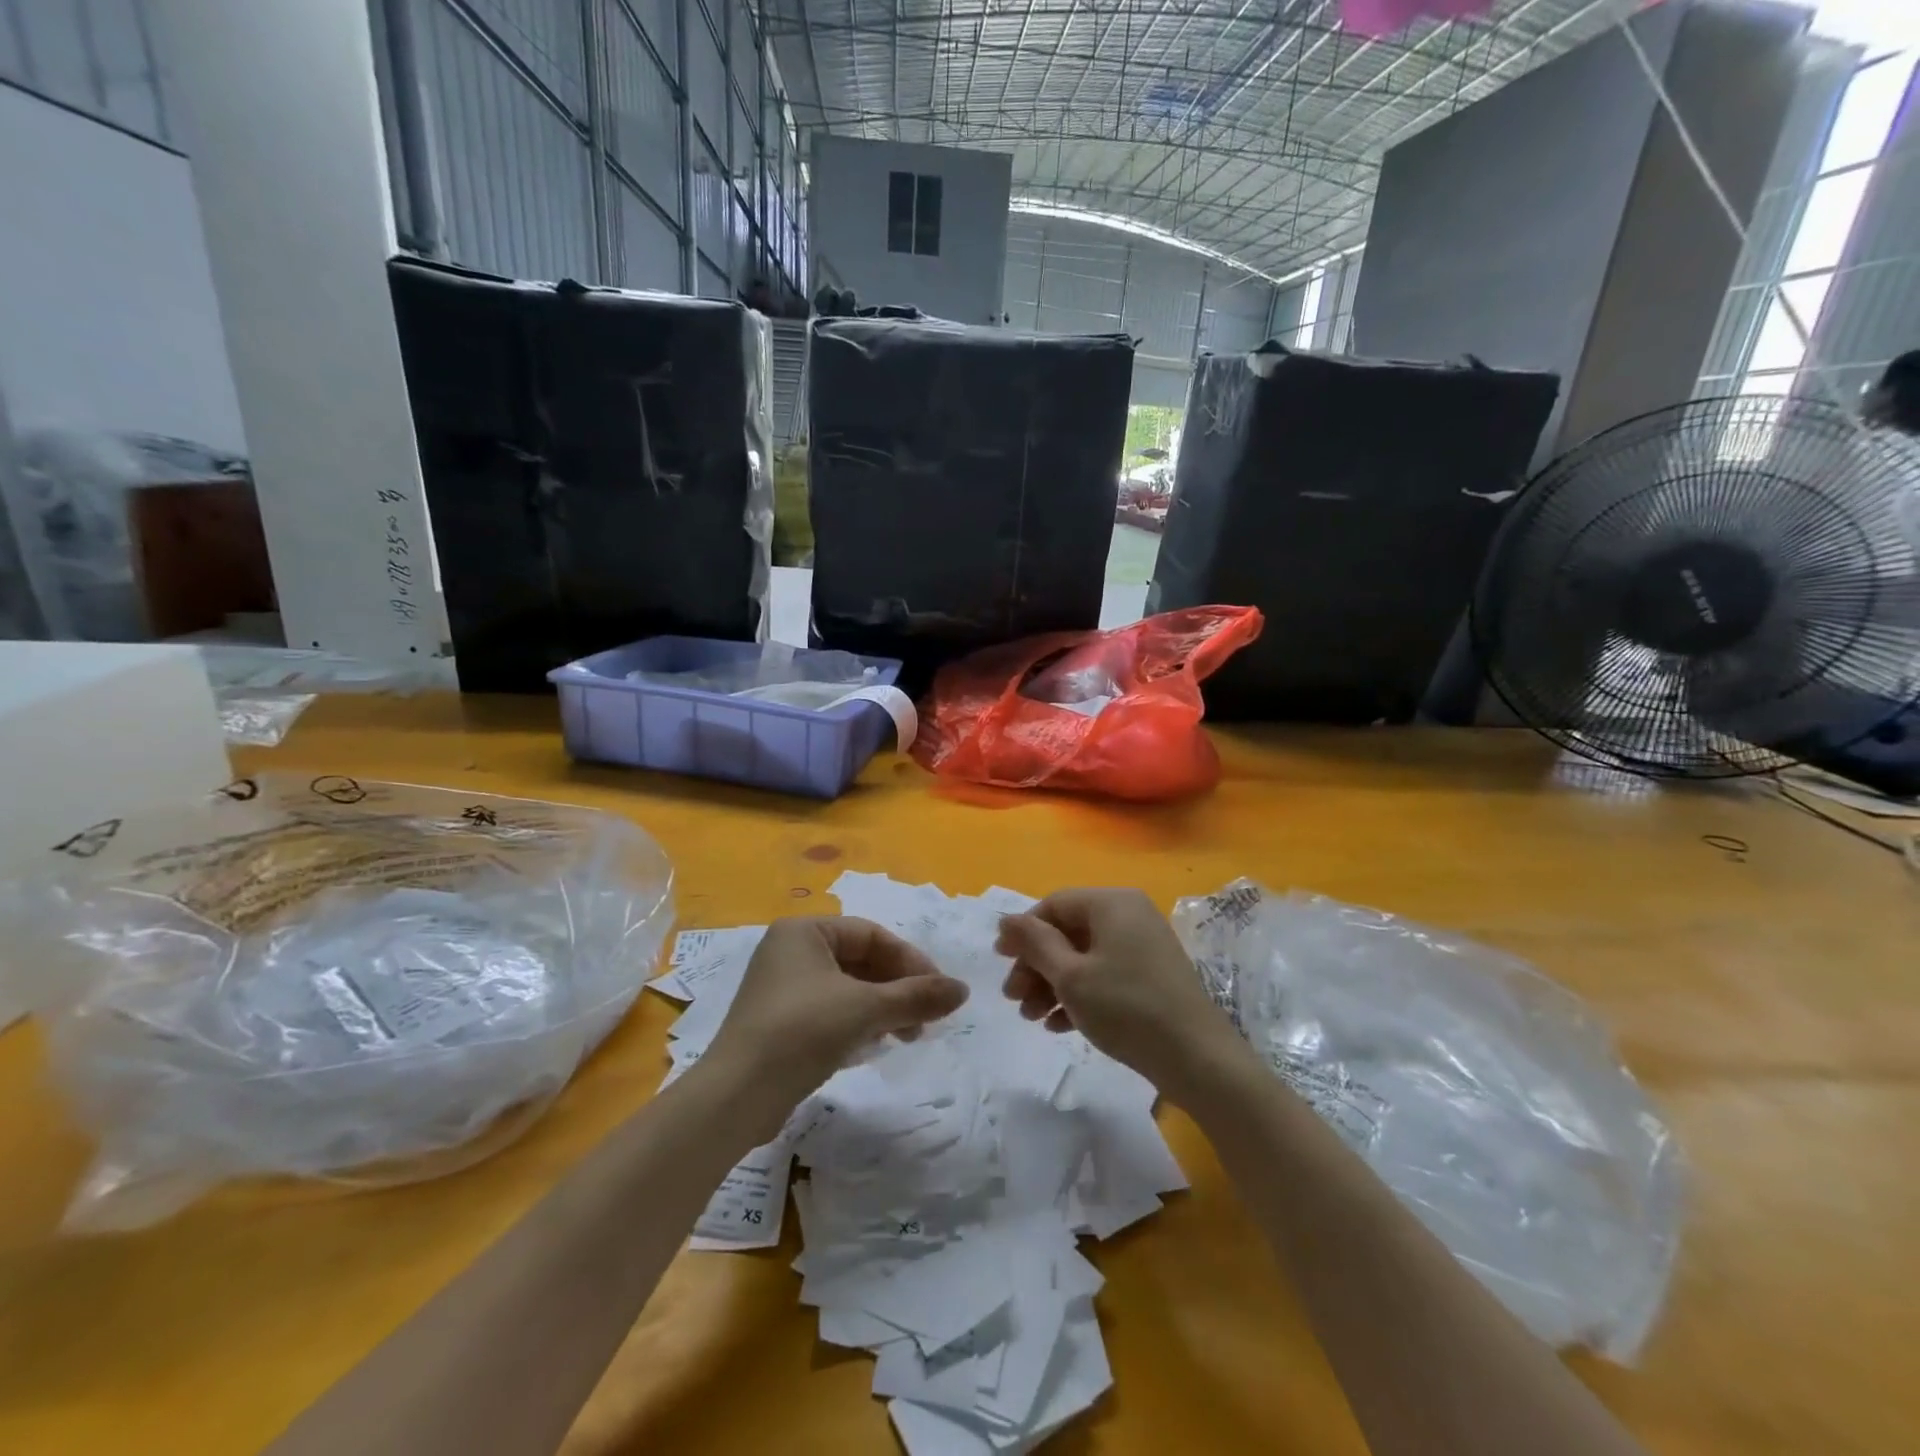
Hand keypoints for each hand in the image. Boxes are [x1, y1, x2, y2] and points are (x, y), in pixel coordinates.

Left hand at [702, 917, 968, 1139]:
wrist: (736, 1097)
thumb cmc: (802, 1031)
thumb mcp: (866, 1009)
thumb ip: (917, 996)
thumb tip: (963, 990)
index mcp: (804, 931)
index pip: (872, 934)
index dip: (910, 960)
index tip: (938, 991)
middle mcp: (790, 951)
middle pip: (861, 960)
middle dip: (898, 988)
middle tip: (926, 1018)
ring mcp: (782, 987)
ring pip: (848, 987)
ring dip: (883, 1007)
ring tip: (908, 1036)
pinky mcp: (780, 1022)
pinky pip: (831, 1009)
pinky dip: (859, 1022)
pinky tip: (876, 1045)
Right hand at [995, 889, 1245, 1105]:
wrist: (1198, 1059)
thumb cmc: (1127, 1008)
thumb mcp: (1071, 976)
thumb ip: (1035, 943)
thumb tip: (1006, 919)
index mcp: (1112, 903)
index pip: (1054, 904)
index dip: (1023, 932)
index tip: (1000, 962)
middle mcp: (1129, 915)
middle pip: (1068, 931)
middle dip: (1036, 965)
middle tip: (1014, 999)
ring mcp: (1143, 946)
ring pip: (1084, 957)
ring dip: (1052, 984)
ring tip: (1032, 1018)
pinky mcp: (1151, 977)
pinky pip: (1105, 975)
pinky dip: (1079, 995)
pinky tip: (1058, 1026)